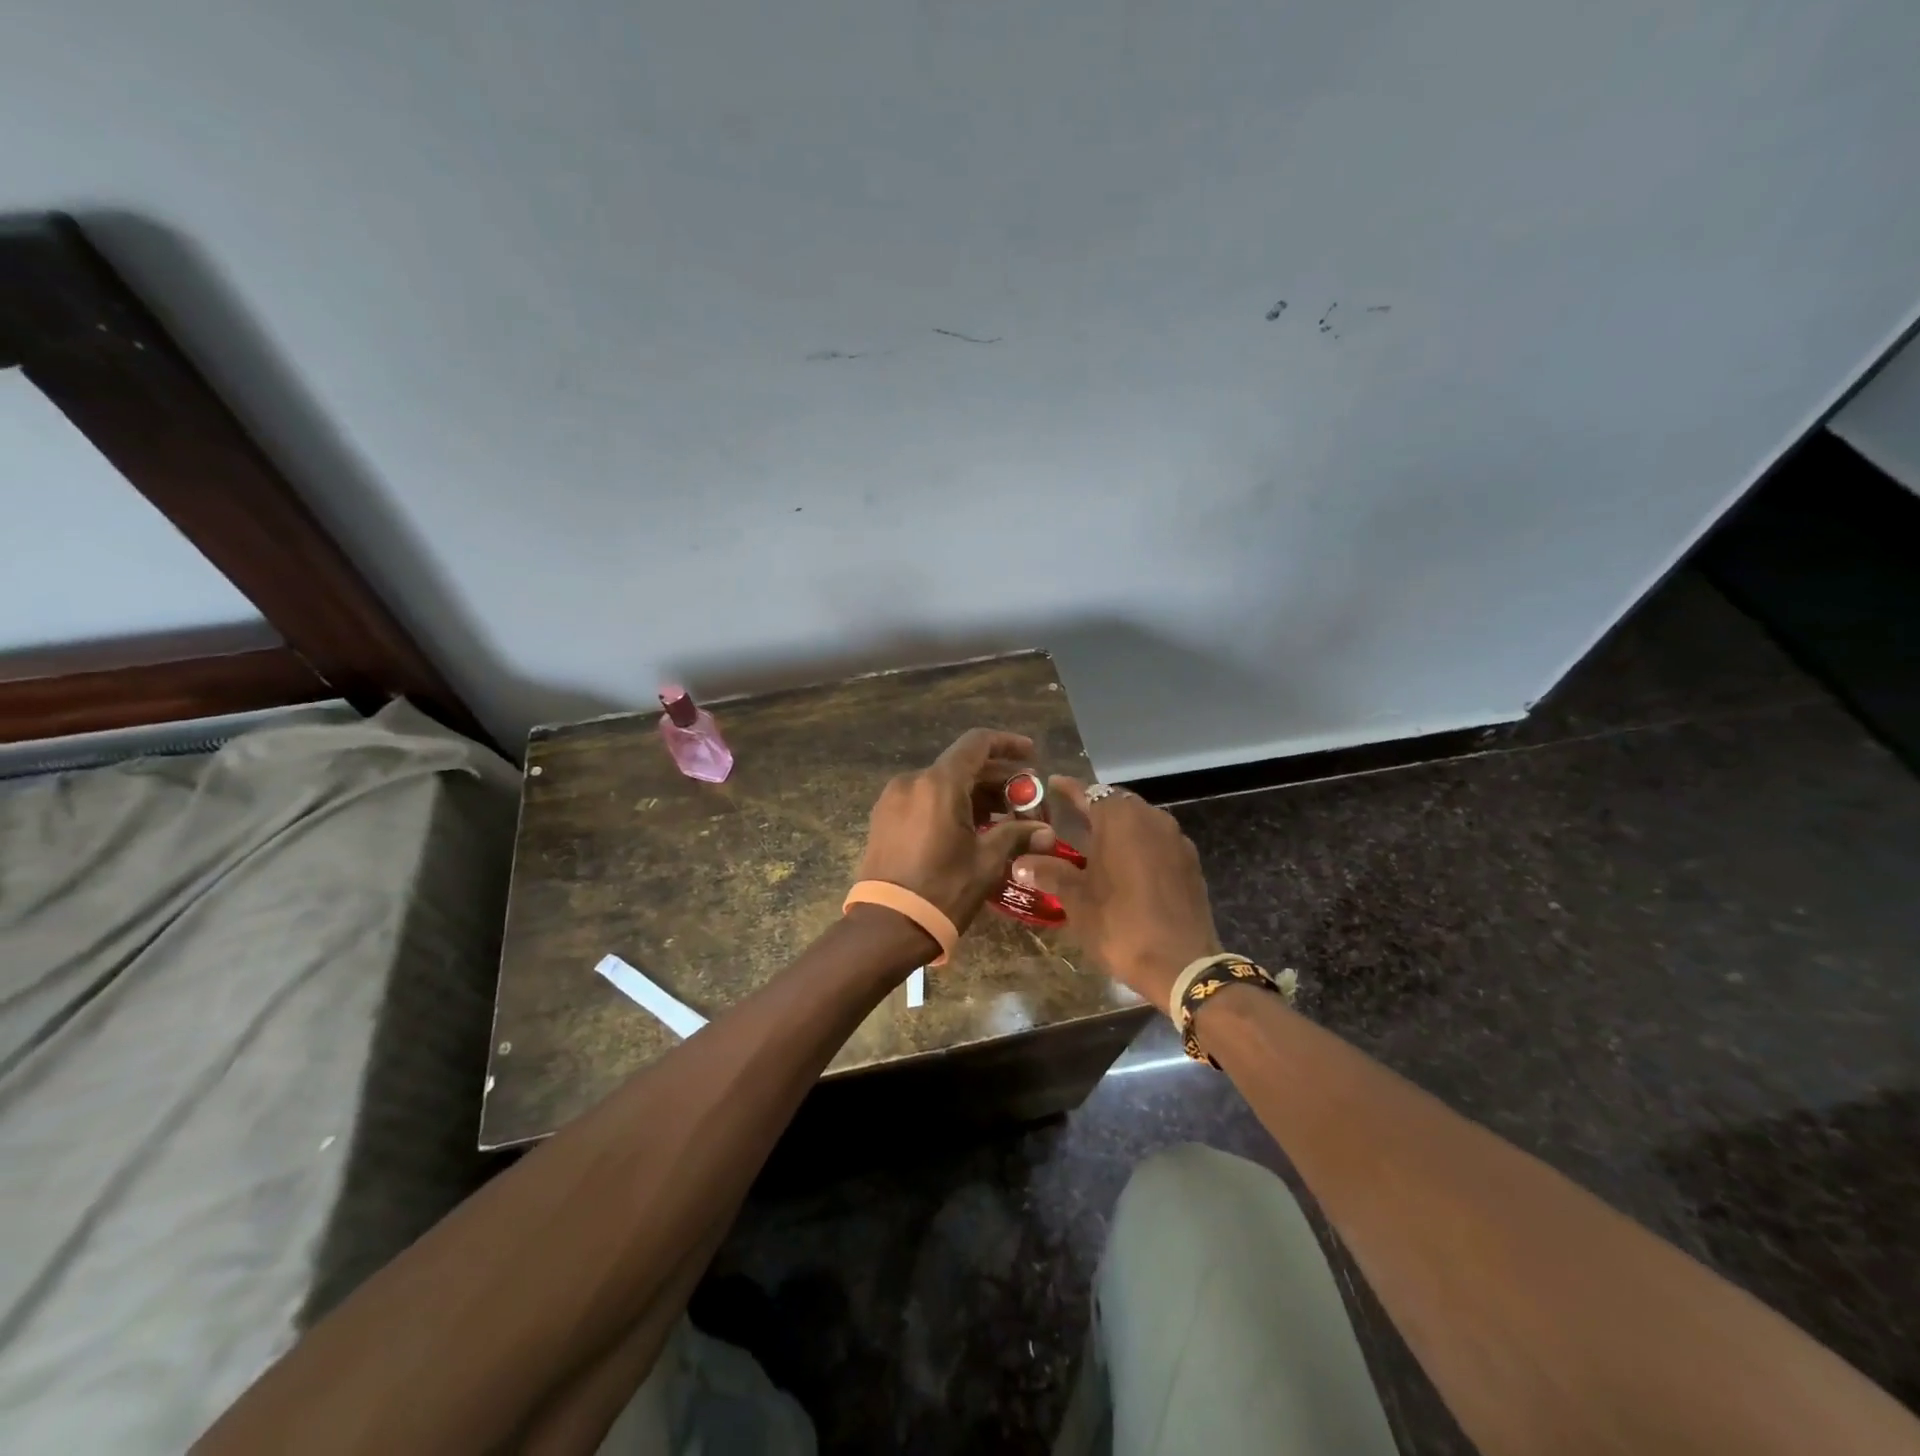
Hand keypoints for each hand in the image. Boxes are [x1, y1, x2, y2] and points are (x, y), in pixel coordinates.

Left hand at [856, 728, 1053, 929]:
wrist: (886, 926)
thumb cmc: (942, 890)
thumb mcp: (986, 861)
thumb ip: (1017, 835)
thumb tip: (1046, 832)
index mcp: (939, 784)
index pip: (977, 743)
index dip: (1008, 744)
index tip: (1032, 756)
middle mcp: (912, 781)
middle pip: (962, 766)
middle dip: (998, 779)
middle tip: (1027, 801)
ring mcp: (893, 800)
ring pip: (943, 784)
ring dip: (976, 794)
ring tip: (1005, 818)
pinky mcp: (884, 819)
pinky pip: (924, 799)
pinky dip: (951, 804)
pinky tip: (973, 828)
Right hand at [1010, 778, 1221, 1010]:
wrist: (1182, 964)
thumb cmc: (1119, 924)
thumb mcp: (1076, 899)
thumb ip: (1049, 872)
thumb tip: (1020, 863)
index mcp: (1120, 819)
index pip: (1088, 792)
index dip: (1068, 789)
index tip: (1052, 784)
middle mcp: (1151, 818)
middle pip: (1117, 803)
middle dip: (1094, 809)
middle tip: (1070, 819)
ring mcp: (1176, 839)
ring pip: (1140, 821)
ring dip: (1118, 828)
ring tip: (1095, 845)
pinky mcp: (1190, 863)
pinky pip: (1158, 842)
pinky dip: (1139, 846)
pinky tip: (1126, 868)